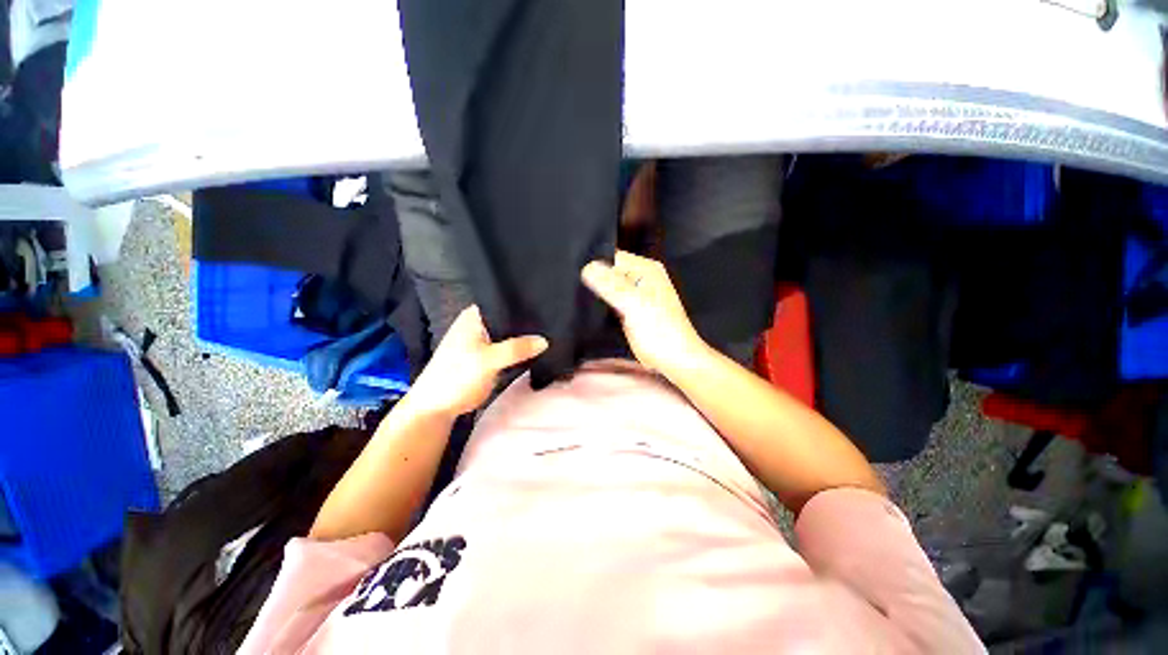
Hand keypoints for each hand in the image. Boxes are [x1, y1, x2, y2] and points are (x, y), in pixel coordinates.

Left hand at [406, 305, 547, 417]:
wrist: (438, 406)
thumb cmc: (457, 376)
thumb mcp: (488, 360)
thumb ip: (516, 349)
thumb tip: (545, 341)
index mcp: (475, 316)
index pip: (504, 302)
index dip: (524, 303)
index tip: (547, 304)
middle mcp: (481, 324)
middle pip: (510, 319)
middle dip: (528, 323)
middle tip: (553, 322)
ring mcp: (486, 342)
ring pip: (512, 335)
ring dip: (525, 339)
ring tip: (551, 334)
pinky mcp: (490, 357)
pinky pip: (511, 349)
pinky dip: (521, 351)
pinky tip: (538, 350)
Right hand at [581, 250, 706, 373]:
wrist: (673, 359)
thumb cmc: (660, 331)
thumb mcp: (634, 304)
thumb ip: (611, 285)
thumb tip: (587, 267)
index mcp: (645, 269)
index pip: (612, 256)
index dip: (593, 263)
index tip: (573, 273)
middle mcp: (639, 277)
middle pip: (609, 271)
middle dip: (592, 278)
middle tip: (573, 286)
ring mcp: (634, 294)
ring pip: (607, 286)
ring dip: (595, 292)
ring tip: (576, 296)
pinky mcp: (628, 310)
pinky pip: (609, 300)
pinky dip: (600, 304)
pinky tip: (587, 308)